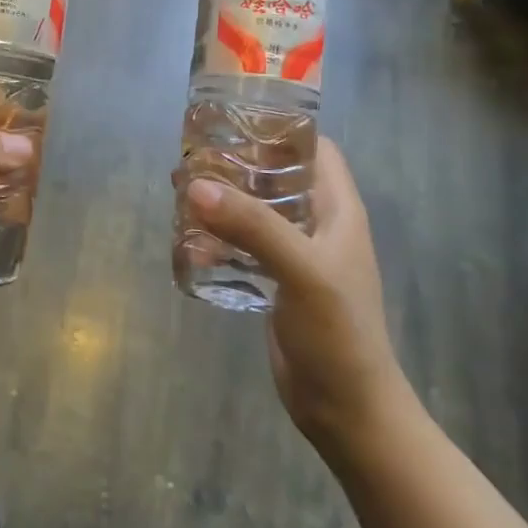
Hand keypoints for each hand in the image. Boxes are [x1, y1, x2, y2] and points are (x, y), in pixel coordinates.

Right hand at [184, 140, 407, 449]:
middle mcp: (317, 224)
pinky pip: (243, 245)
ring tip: (181, 189)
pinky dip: (218, 238)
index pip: (314, 147)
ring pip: (255, 210)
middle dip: (237, 163)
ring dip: (222, 200)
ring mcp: (296, 254)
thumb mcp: (301, 271)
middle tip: (193, 153)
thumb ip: (252, 225)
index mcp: (337, 209)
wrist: (347, 411)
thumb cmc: (338, 332)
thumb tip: (195, 184)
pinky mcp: (276, 282)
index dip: (281, 127)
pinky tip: (188, 241)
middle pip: (276, 176)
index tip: (236, 116)